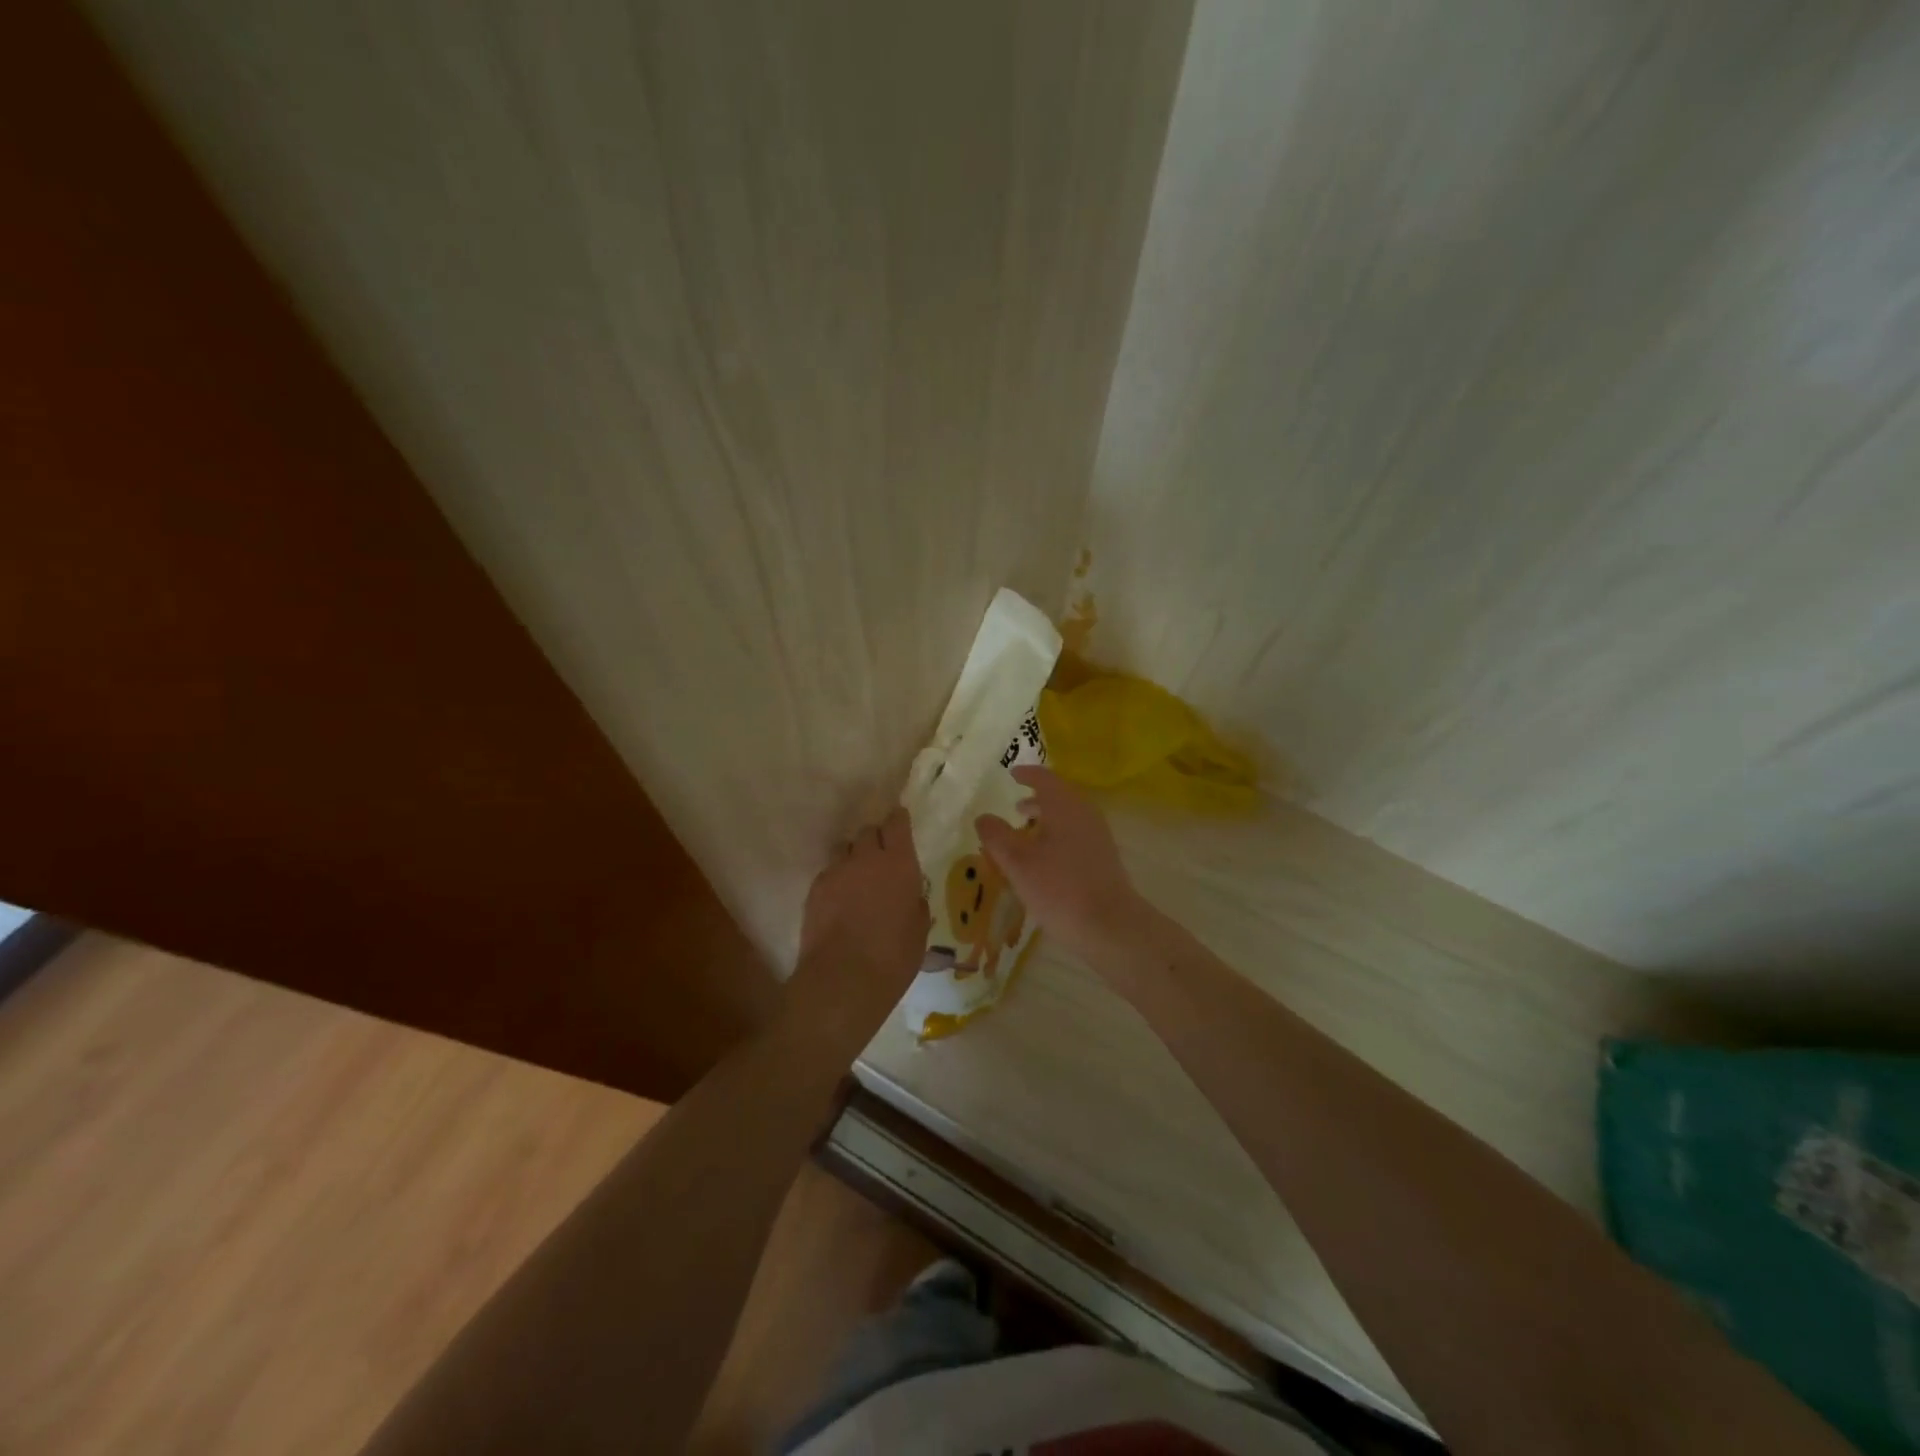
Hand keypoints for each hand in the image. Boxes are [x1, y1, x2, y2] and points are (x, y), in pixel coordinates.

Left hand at [790, 806, 930, 1030]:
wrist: (842, 980)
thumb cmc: (893, 958)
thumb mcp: (919, 931)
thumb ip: (915, 904)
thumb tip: (910, 896)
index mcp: (898, 863)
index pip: (896, 823)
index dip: (898, 820)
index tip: (900, 823)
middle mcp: (865, 858)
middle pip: (867, 832)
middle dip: (875, 840)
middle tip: (881, 860)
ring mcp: (836, 872)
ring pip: (844, 850)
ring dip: (853, 858)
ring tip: (858, 881)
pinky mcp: (814, 889)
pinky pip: (829, 874)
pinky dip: (836, 881)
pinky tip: (840, 903)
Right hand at [975, 767, 1149, 964]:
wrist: (1110, 925)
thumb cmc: (1059, 889)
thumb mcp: (1018, 863)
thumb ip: (997, 837)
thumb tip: (983, 817)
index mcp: (1064, 806)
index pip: (1045, 779)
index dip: (1027, 774)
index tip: (1013, 774)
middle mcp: (1085, 814)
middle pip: (1061, 796)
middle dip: (1038, 798)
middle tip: (1016, 805)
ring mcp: (1098, 836)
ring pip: (1070, 817)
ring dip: (1048, 818)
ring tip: (1027, 831)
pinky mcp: (1104, 858)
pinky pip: (1077, 834)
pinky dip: (1058, 834)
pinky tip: (1046, 858)